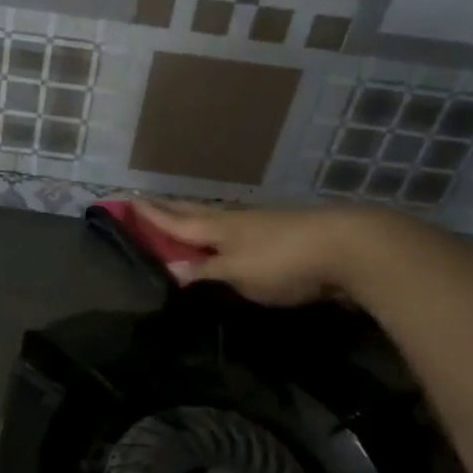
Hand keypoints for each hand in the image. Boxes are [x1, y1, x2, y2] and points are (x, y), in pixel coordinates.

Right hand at [135, 200, 373, 306]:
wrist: (345, 246)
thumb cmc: (283, 260)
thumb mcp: (238, 271)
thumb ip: (206, 270)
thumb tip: (170, 268)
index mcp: (218, 228)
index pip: (175, 221)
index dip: (151, 215)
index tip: (126, 201)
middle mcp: (233, 221)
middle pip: (193, 213)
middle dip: (167, 209)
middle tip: (146, 202)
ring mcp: (258, 224)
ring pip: (215, 218)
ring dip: (192, 217)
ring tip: (179, 216)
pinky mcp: (278, 233)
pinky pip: (235, 228)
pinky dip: (218, 229)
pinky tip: (224, 235)